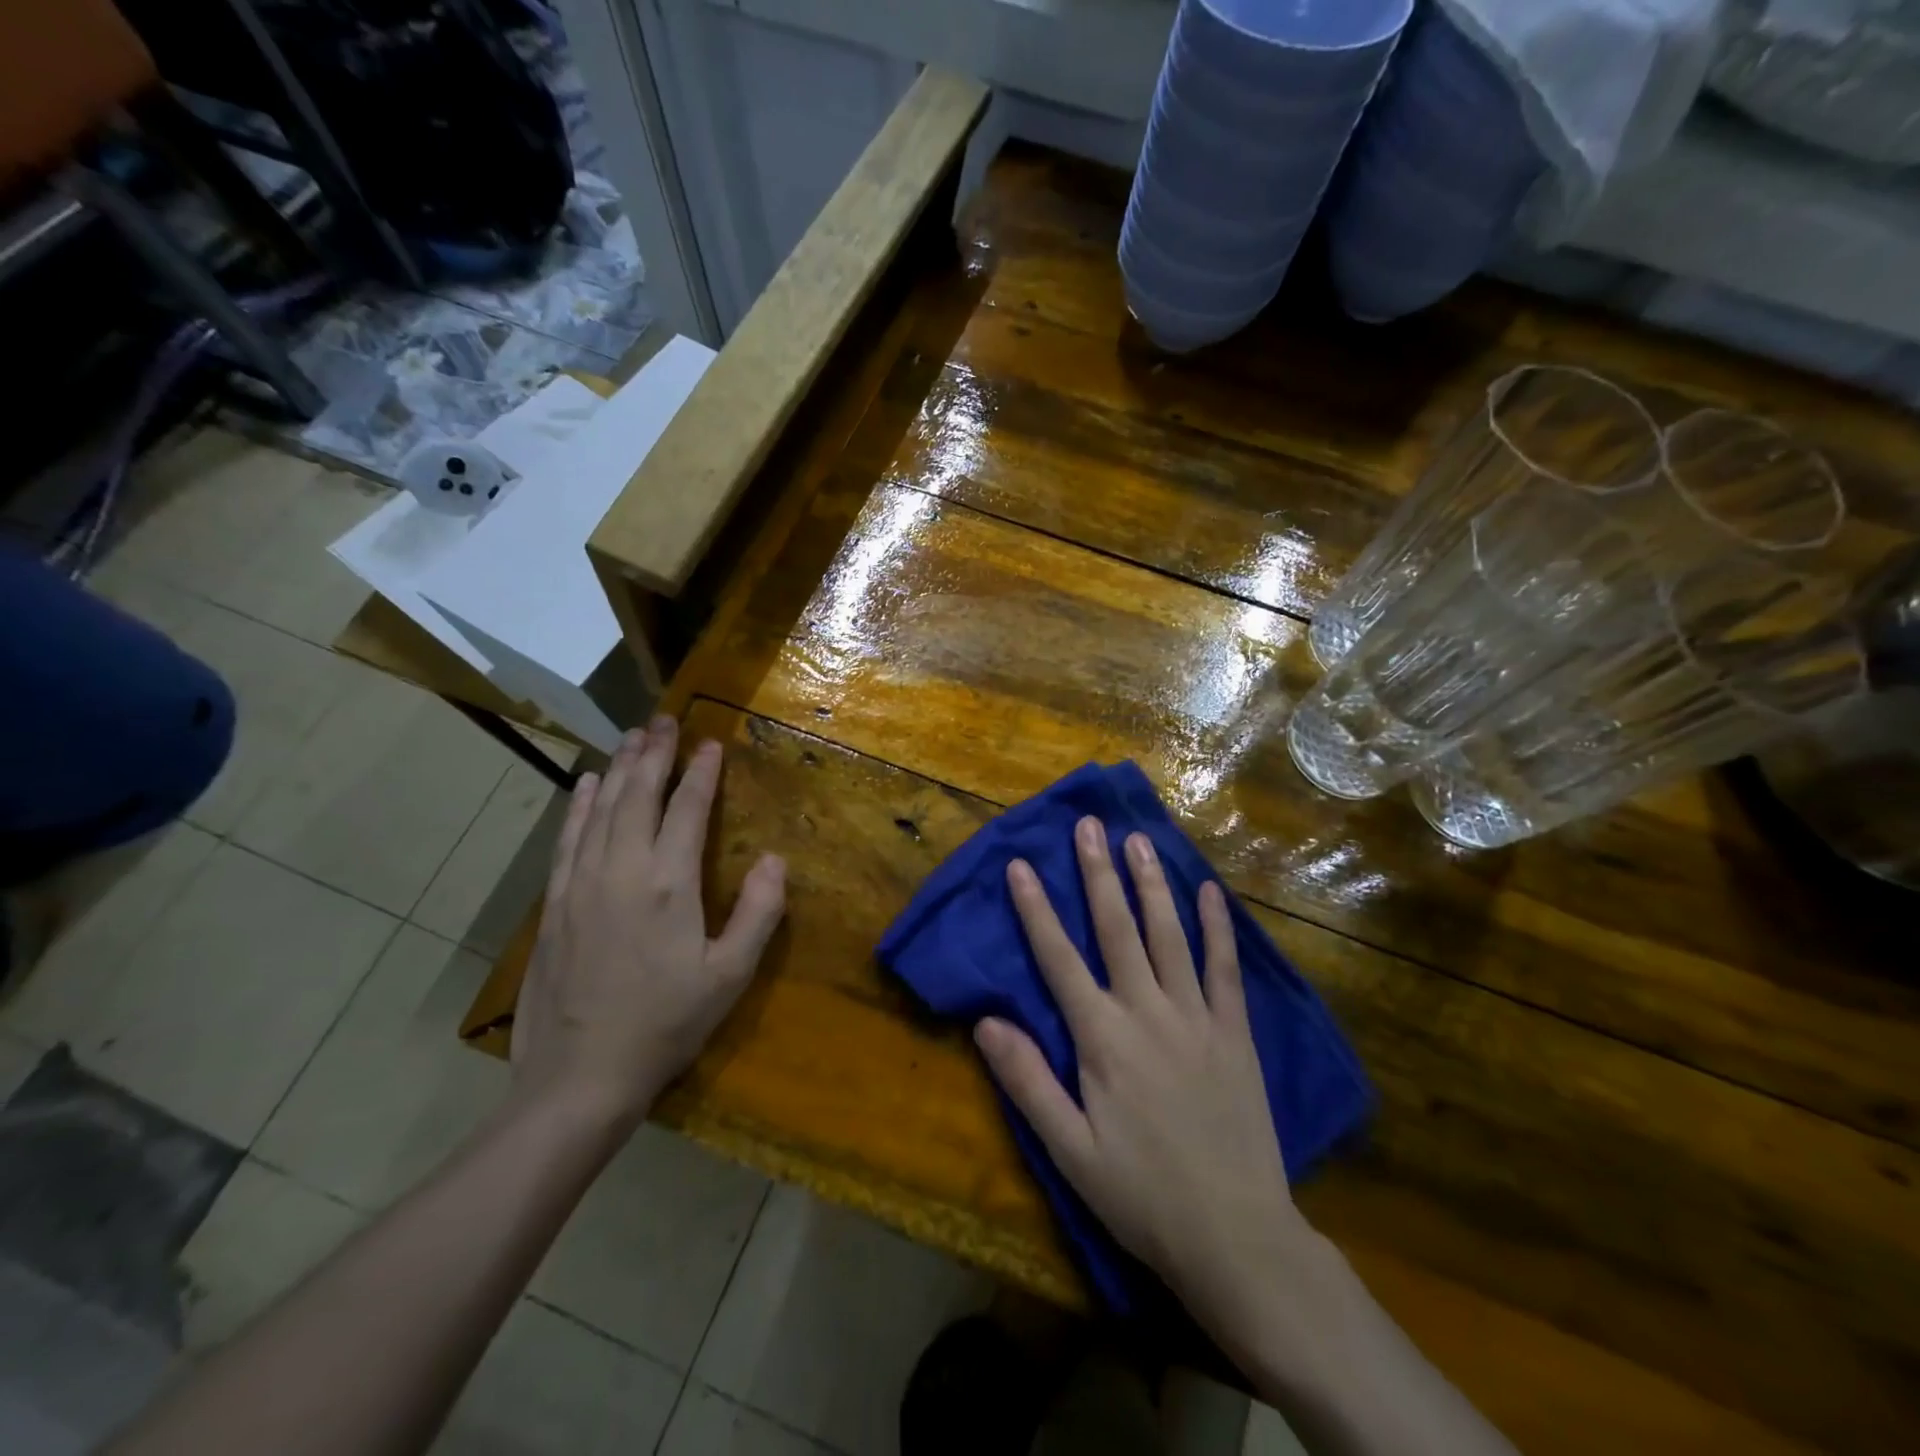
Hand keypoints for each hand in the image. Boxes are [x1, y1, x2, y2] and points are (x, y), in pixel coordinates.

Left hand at [511, 717, 785, 1127]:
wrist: (578, 1077)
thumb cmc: (664, 1025)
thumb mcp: (729, 976)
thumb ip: (757, 912)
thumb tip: (773, 859)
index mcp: (669, 884)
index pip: (687, 809)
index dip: (701, 772)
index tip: (711, 743)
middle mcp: (622, 870)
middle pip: (639, 795)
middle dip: (655, 754)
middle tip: (666, 720)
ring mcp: (581, 884)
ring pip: (601, 809)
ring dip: (619, 768)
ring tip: (633, 737)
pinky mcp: (554, 904)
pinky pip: (568, 838)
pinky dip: (579, 805)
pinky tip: (586, 784)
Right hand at [974, 816, 1310, 1326]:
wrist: (1236, 1235)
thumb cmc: (1141, 1194)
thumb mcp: (1069, 1150)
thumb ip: (1027, 1081)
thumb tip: (986, 1021)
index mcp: (1102, 1038)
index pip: (1059, 958)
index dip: (1036, 909)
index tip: (1021, 865)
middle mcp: (1147, 1011)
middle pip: (1116, 928)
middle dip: (1097, 873)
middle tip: (1089, 825)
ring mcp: (1196, 1016)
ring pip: (1169, 934)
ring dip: (1151, 884)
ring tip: (1138, 840)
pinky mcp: (1235, 1031)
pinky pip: (1225, 967)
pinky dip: (1218, 926)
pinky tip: (1210, 890)